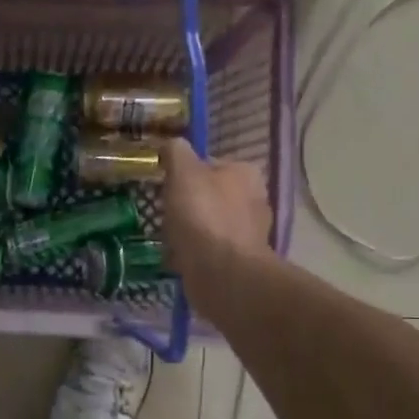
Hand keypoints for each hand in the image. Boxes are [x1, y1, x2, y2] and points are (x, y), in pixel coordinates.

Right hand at [161, 139, 271, 307]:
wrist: (221, 273)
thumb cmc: (203, 216)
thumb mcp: (184, 173)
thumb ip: (177, 153)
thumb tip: (173, 144)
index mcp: (245, 174)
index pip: (211, 164)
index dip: (185, 173)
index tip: (166, 185)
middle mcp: (254, 200)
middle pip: (210, 196)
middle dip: (187, 205)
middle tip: (164, 213)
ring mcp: (248, 234)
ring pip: (209, 225)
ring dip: (189, 231)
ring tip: (166, 238)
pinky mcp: (238, 262)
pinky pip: (209, 251)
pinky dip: (193, 254)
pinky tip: (177, 258)